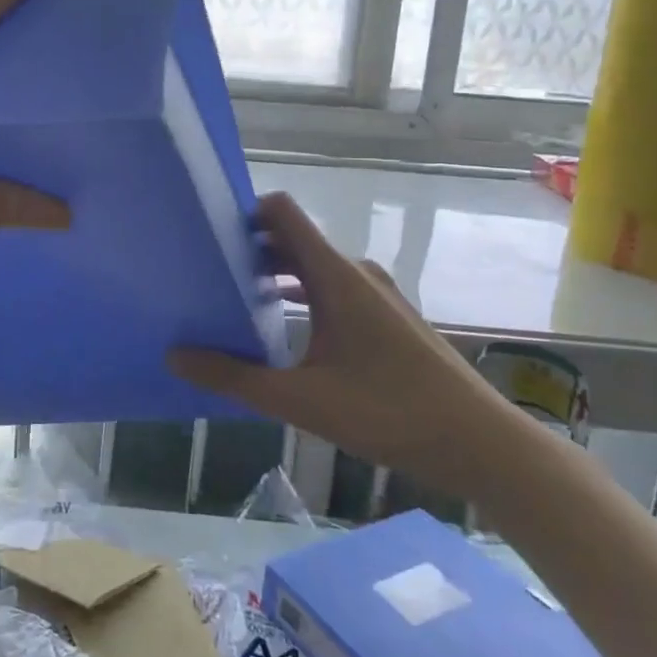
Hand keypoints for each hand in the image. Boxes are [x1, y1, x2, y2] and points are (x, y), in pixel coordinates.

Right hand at [170, 192, 520, 498]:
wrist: (481, 444)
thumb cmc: (389, 413)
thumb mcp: (300, 400)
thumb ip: (234, 378)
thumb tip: (174, 356)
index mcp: (335, 276)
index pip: (281, 212)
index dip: (242, 212)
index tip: (206, 234)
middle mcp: (355, 273)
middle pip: (292, 240)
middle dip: (248, 250)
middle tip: (205, 274)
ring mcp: (376, 295)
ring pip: (313, 268)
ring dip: (274, 277)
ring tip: (233, 302)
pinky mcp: (388, 318)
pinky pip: (333, 290)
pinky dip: (301, 297)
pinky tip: (281, 332)